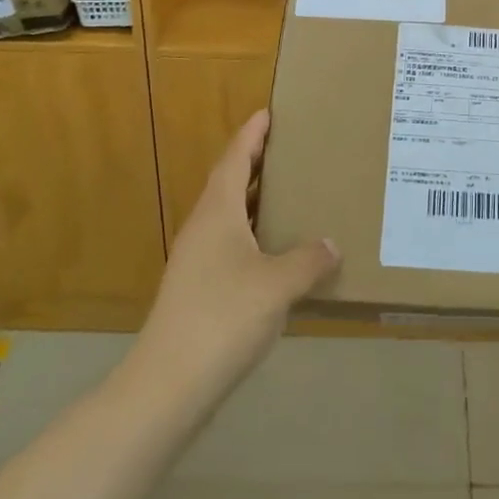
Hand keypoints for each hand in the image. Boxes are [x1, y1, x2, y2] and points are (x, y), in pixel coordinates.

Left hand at [134, 110, 339, 408]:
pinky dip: (253, 234)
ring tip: (288, 194)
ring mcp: (196, 261)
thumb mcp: (278, 284)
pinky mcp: (197, 290)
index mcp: (218, 213)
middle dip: (255, 163)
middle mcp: (203, 229)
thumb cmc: (223, 317)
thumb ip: (309, 260)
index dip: (251, 135)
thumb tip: (331, 245)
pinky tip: (275, 252)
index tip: (268, 112)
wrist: (167, 386)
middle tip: (288, 149)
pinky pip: (230, 244)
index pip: (235, 159)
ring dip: (254, 200)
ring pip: (228, 216)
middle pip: (229, 183)